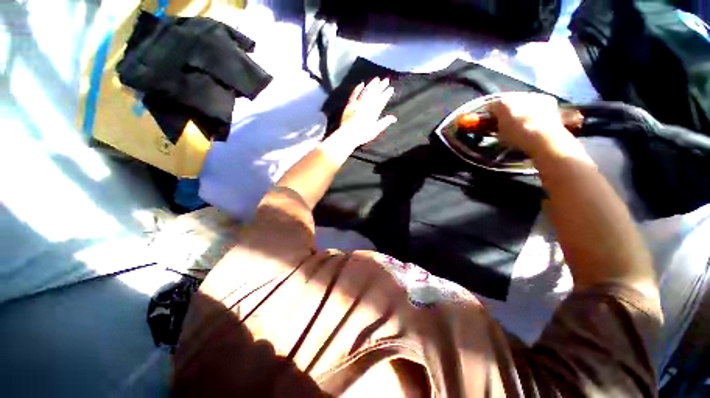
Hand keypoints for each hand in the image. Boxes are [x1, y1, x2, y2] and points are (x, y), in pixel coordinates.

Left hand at [335, 77, 397, 147]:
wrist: (348, 135)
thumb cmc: (363, 134)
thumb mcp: (375, 130)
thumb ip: (384, 122)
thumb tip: (394, 118)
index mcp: (374, 111)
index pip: (382, 99)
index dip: (387, 93)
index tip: (391, 88)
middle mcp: (367, 104)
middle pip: (375, 93)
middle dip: (381, 86)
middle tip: (386, 80)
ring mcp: (357, 103)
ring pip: (366, 90)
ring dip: (372, 84)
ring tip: (377, 79)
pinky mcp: (350, 104)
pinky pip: (354, 93)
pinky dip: (358, 88)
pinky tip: (362, 83)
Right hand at [488, 93, 580, 159]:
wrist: (543, 137)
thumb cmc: (516, 137)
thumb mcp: (499, 134)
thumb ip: (495, 126)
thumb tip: (494, 124)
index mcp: (502, 102)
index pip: (489, 106)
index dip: (487, 114)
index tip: (487, 121)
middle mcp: (517, 94)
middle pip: (506, 100)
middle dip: (504, 109)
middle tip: (504, 120)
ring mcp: (533, 95)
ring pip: (521, 100)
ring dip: (519, 107)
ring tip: (520, 119)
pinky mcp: (547, 98)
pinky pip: (535, 102)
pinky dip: (533, 108)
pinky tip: (533, 118)